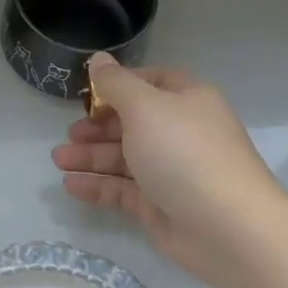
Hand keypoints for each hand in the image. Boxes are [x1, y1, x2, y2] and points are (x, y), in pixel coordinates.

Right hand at [52, 53, 285, 287]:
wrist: (228, 227)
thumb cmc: (184, 153)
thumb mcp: (145, 107)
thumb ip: (115, 83)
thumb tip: (99, 59)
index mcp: (186, 100)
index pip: (149, 82)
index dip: (118, 86)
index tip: (87, 95)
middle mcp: (180, 132)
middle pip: (132, 122)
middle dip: (97, 126)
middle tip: (69, 133)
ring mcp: (171, 170)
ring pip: (124, 157)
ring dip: (91, 156)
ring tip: (58, 160)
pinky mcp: (161, 205)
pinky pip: (123, 189)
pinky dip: (98, 185)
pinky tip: (71, 185)